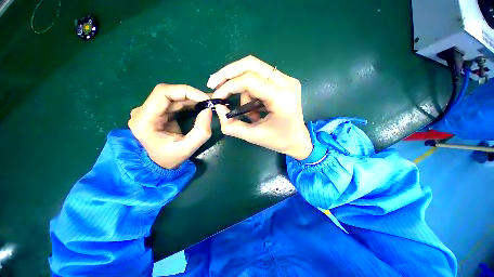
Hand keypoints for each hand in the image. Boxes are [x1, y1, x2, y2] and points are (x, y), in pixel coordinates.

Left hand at [128, 84, 211, 168]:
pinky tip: (200, 105)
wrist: (159, 164)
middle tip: (209, 101)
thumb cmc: (170, 159)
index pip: (163, 93)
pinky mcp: (158, 112)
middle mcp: (143, 111)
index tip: (205, 98)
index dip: (186, 91)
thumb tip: (208, 110)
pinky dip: (189, 102)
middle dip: (191, 95)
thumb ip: (201, 131)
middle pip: (168, 92)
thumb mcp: (188, 149)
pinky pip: (175, 102)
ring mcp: (149, 110)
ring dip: (192, 98)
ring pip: (173, 96)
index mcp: (144, 120)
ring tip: (207, 103)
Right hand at [209, 55, 312, 159]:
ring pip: (253, 70)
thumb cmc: (278, 140)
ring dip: (242, 89)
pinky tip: (253, 106)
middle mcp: (287, 82)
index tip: (216, 96)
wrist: (298, 140)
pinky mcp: (284, 81)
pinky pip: (259, 77)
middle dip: (229, 73)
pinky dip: (250, 90)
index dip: (228, 85)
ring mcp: (287, 79)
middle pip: (251, 64)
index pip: (249, 81)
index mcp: (281, 98)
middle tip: (214, 83)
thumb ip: (232, 125)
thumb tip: (218, 108)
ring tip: (246, 111)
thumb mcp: (253, 136)